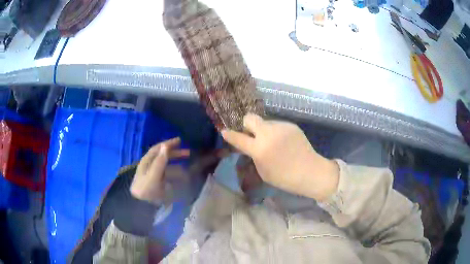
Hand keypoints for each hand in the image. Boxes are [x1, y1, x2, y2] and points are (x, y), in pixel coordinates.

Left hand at [130, 137, 189, 204]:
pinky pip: (169, 174)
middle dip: (175, 153)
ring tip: (187, 164)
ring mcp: (154, 174)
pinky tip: (183, 175)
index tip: (180, 141)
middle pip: (163, 156)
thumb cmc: (146, 190)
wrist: (142, 206)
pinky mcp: (158, 182)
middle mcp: (150, 165)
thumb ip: (160, 162)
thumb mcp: (153, 175)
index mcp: (147, 161)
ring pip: (167, 165)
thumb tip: (166, 146)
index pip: (158, 149)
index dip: (168, 144)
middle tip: (188, 152)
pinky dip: (176, 173)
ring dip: (177, 162)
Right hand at [221, 114, 338, 200]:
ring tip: (274, 143)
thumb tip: (250, 145)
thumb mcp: (263, 171)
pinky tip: (284, 143)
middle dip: (247, 125)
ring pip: (265, 122)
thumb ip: (254, 156)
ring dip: (264, 131)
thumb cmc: (284, 177)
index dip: (229, 134)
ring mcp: (281, 127)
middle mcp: (268, 133)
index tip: (224, 131)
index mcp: (259, 149)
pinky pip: (277, 126)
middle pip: (250, 118)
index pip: (238, 138)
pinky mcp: (291, 125)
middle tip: (252, 135)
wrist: (310, 171)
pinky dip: (276, 133)